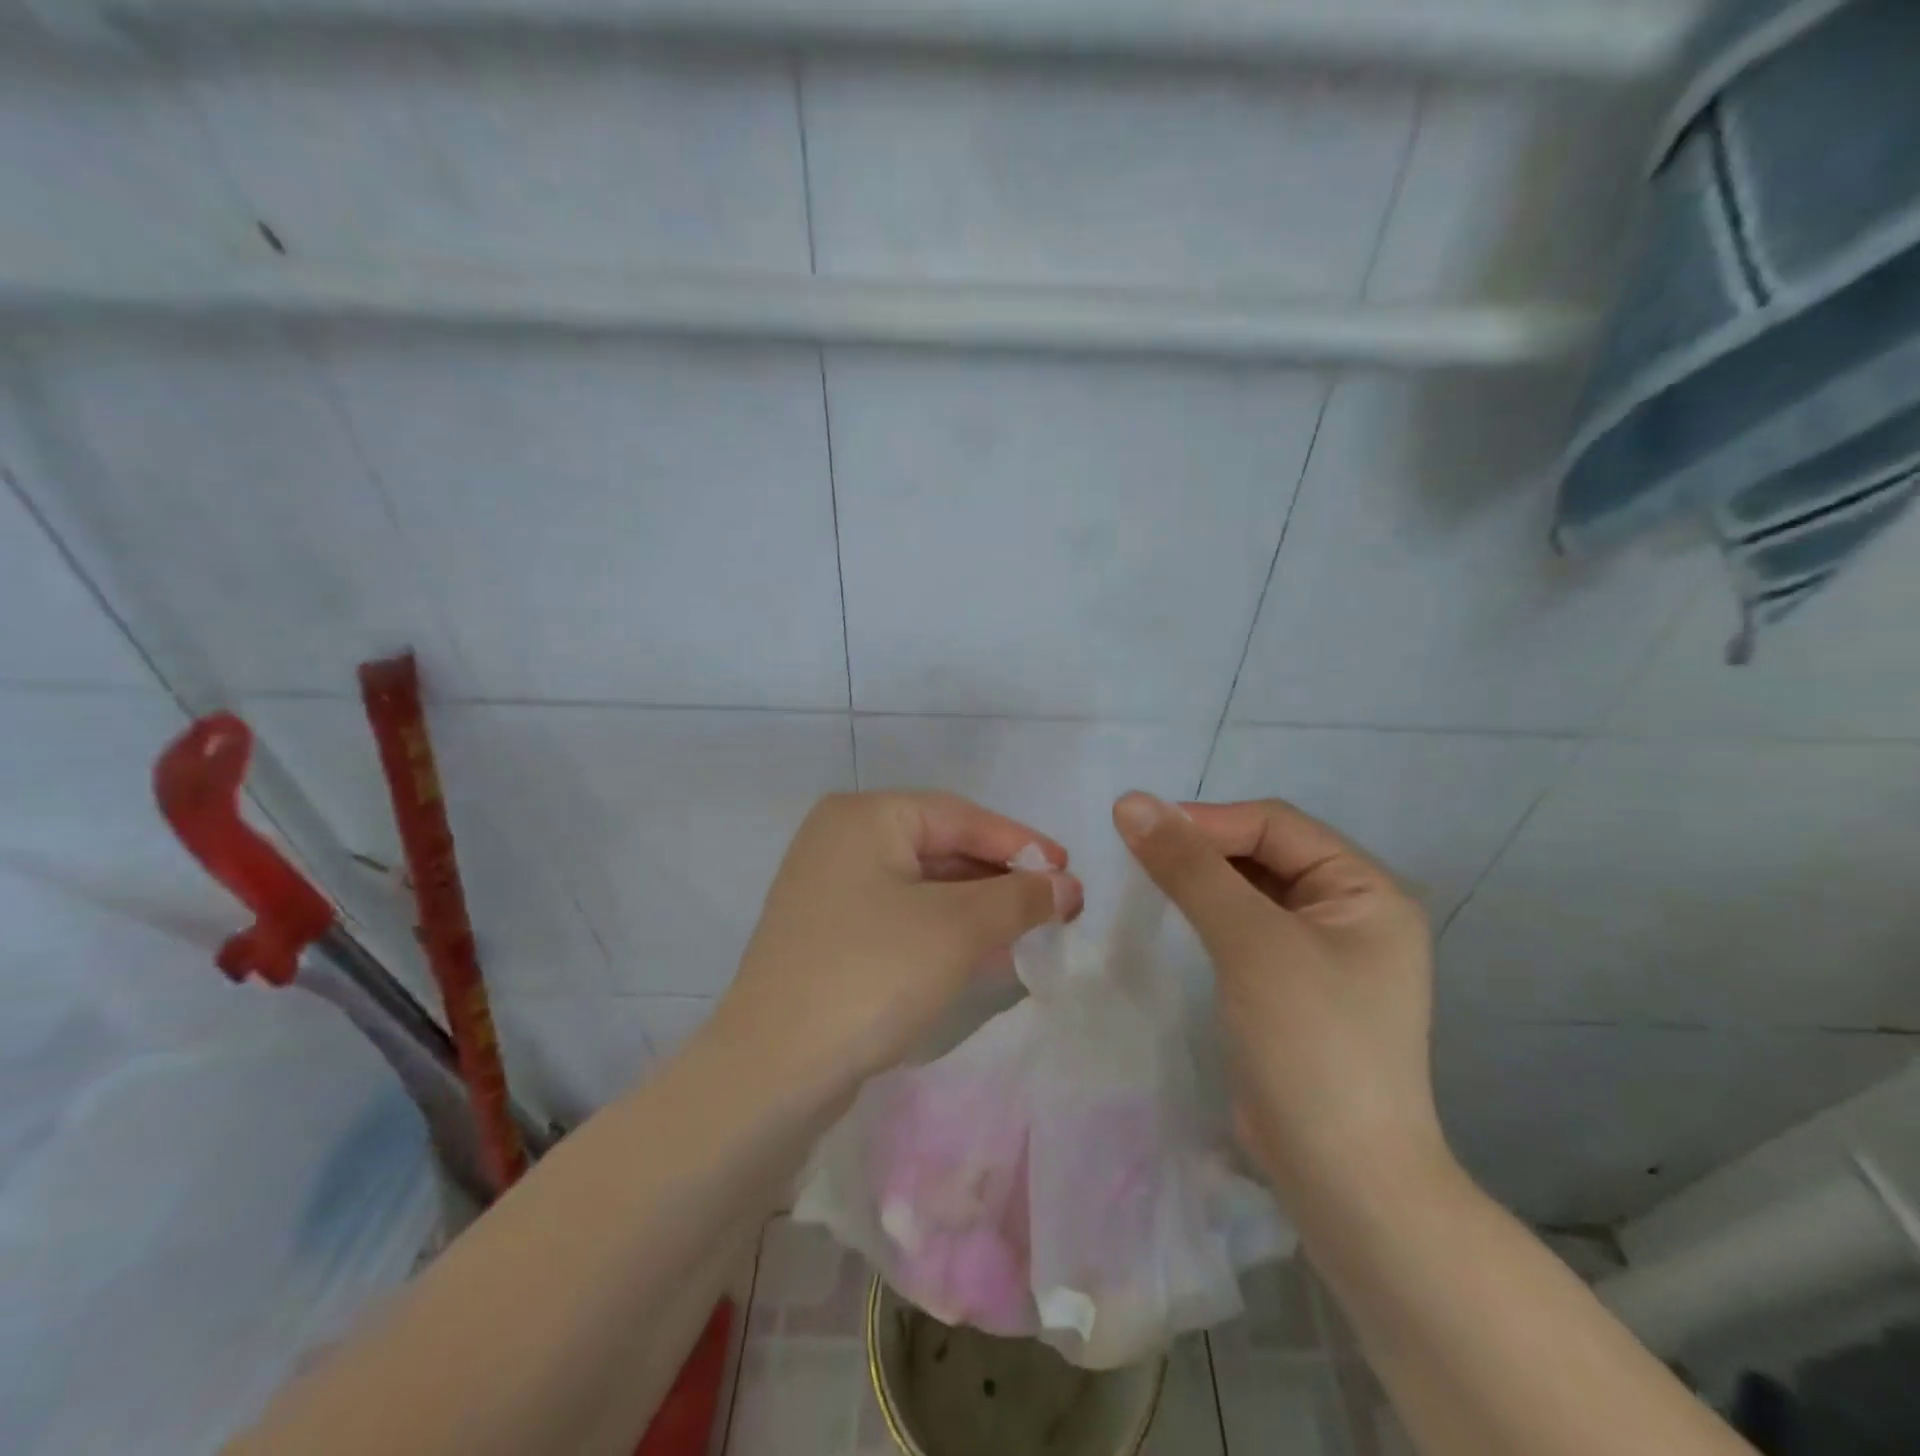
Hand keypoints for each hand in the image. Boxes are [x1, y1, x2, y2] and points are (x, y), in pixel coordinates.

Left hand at [719, 792, 1082, 1087]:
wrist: (773, 1070)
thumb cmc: (872, 974)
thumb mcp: (957, 929)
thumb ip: (1018, 898)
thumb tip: (1065, 885)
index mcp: (865, 817)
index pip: (960, 816)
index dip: (1021, 843)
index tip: (1069, 871)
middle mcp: (842, 840)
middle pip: (941, 847)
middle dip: (1001, 879)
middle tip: (1056, 905)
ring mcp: (830, 888)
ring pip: (923, 886)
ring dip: (979, 908)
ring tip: (1032, 930)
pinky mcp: (829, 934)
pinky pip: (901, 917)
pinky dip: (945, 931)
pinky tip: (987, 954)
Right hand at [1112, 792, 1447, 1210]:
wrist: (1343, 1179)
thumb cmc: (1310, 1045)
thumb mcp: (1249, 942)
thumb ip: (1190, 868)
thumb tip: (1130, 800)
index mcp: (1366, 889)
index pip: (1275, 825)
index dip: (1207, 820)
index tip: (1138, 829)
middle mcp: (1351, 911)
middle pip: (1264, 853)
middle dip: (1202, 848)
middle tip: (1135, 854)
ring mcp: (1324, 951)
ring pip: (1251, 890)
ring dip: (1201, 880)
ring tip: (1143, 877)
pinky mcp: (1294, 985)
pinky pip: (1246, 928)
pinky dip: (1208, 915)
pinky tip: (1172, 918)